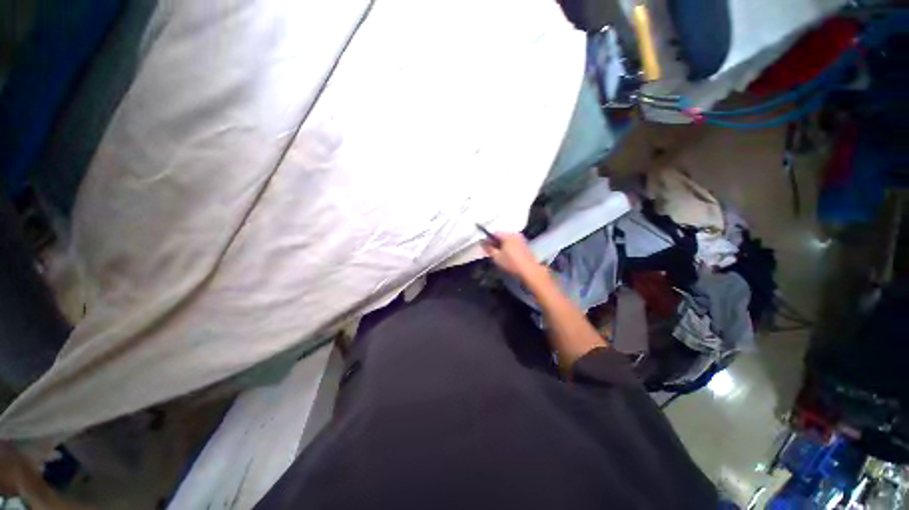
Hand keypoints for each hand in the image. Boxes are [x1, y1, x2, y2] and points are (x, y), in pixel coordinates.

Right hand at [481, 232, 543, 280]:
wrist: (529, 270)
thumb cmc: (511, 263)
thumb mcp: (496, 257)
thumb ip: (488, 248)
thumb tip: (481, 242)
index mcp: (507, 235)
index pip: (494, 233)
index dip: (487, 239)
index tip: (484, 247)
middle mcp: (515, 234)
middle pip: (501, 236)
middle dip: (494, 243)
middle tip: (490, 252)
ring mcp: (521, 239)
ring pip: (507, 240)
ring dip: (501, 245)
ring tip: (498, 255)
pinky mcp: (524, 245)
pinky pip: (512, 243)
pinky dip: (507, 247)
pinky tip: (506, 256)